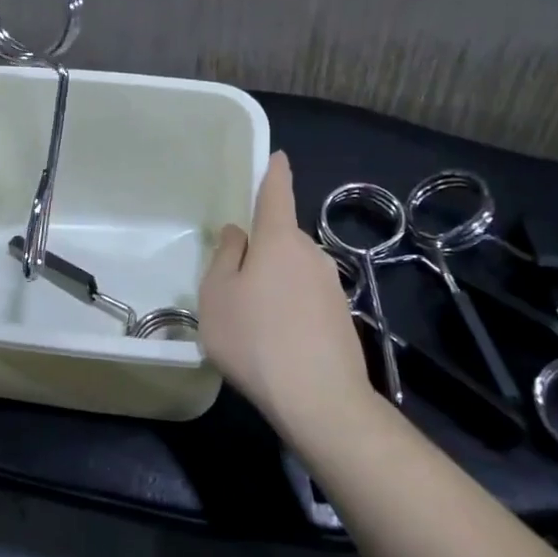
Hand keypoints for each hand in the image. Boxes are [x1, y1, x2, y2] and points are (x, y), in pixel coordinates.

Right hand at [197, 152, 376, 439]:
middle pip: (281, 237)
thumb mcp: (217, 294)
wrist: (320, 400)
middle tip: (233, 277)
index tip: (276, 157)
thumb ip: (225, 255)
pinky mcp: (340, 317)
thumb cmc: (256, 337)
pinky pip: (305, 298)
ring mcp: (331, 286)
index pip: (277, 192)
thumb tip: (239, 233)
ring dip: (274, 281)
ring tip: (251, 317)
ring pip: (293, 270)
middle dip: (261, 246)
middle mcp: (310, 253)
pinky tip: (275, 339)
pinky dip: (288, 306)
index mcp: (279, 239)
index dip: (274, 171)